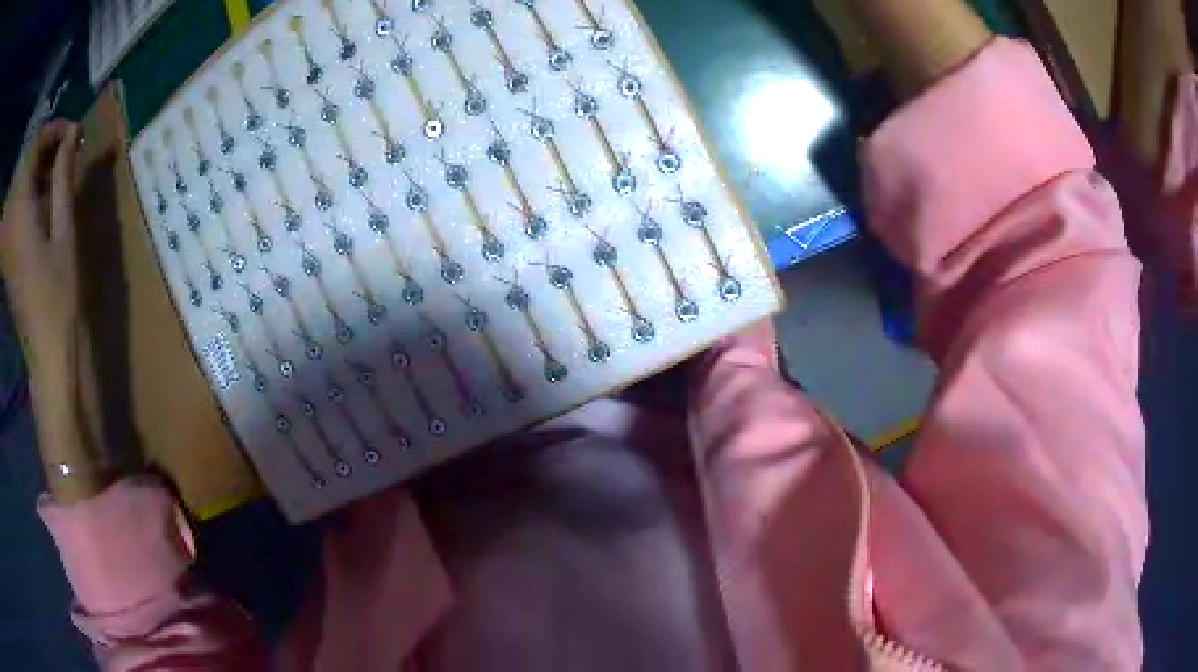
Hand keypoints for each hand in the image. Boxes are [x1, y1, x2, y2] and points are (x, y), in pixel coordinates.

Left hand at [2, 121, 83, 377]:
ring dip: (38, 167)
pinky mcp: (9, 253)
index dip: (52, 131)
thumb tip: (72, 134)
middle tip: (67, 148)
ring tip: (57, 169)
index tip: (72, 132)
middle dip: (45, 146)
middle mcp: (12, 221)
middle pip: (26, 163)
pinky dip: (30, 190)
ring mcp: (8, 239)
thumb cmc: (58, 297)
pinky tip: (43, 195)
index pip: (34, 148)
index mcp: (21, 212)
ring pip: (21, 182)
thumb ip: (63, 179)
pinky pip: (17, 206)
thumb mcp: (64, 233)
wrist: (47, 354)